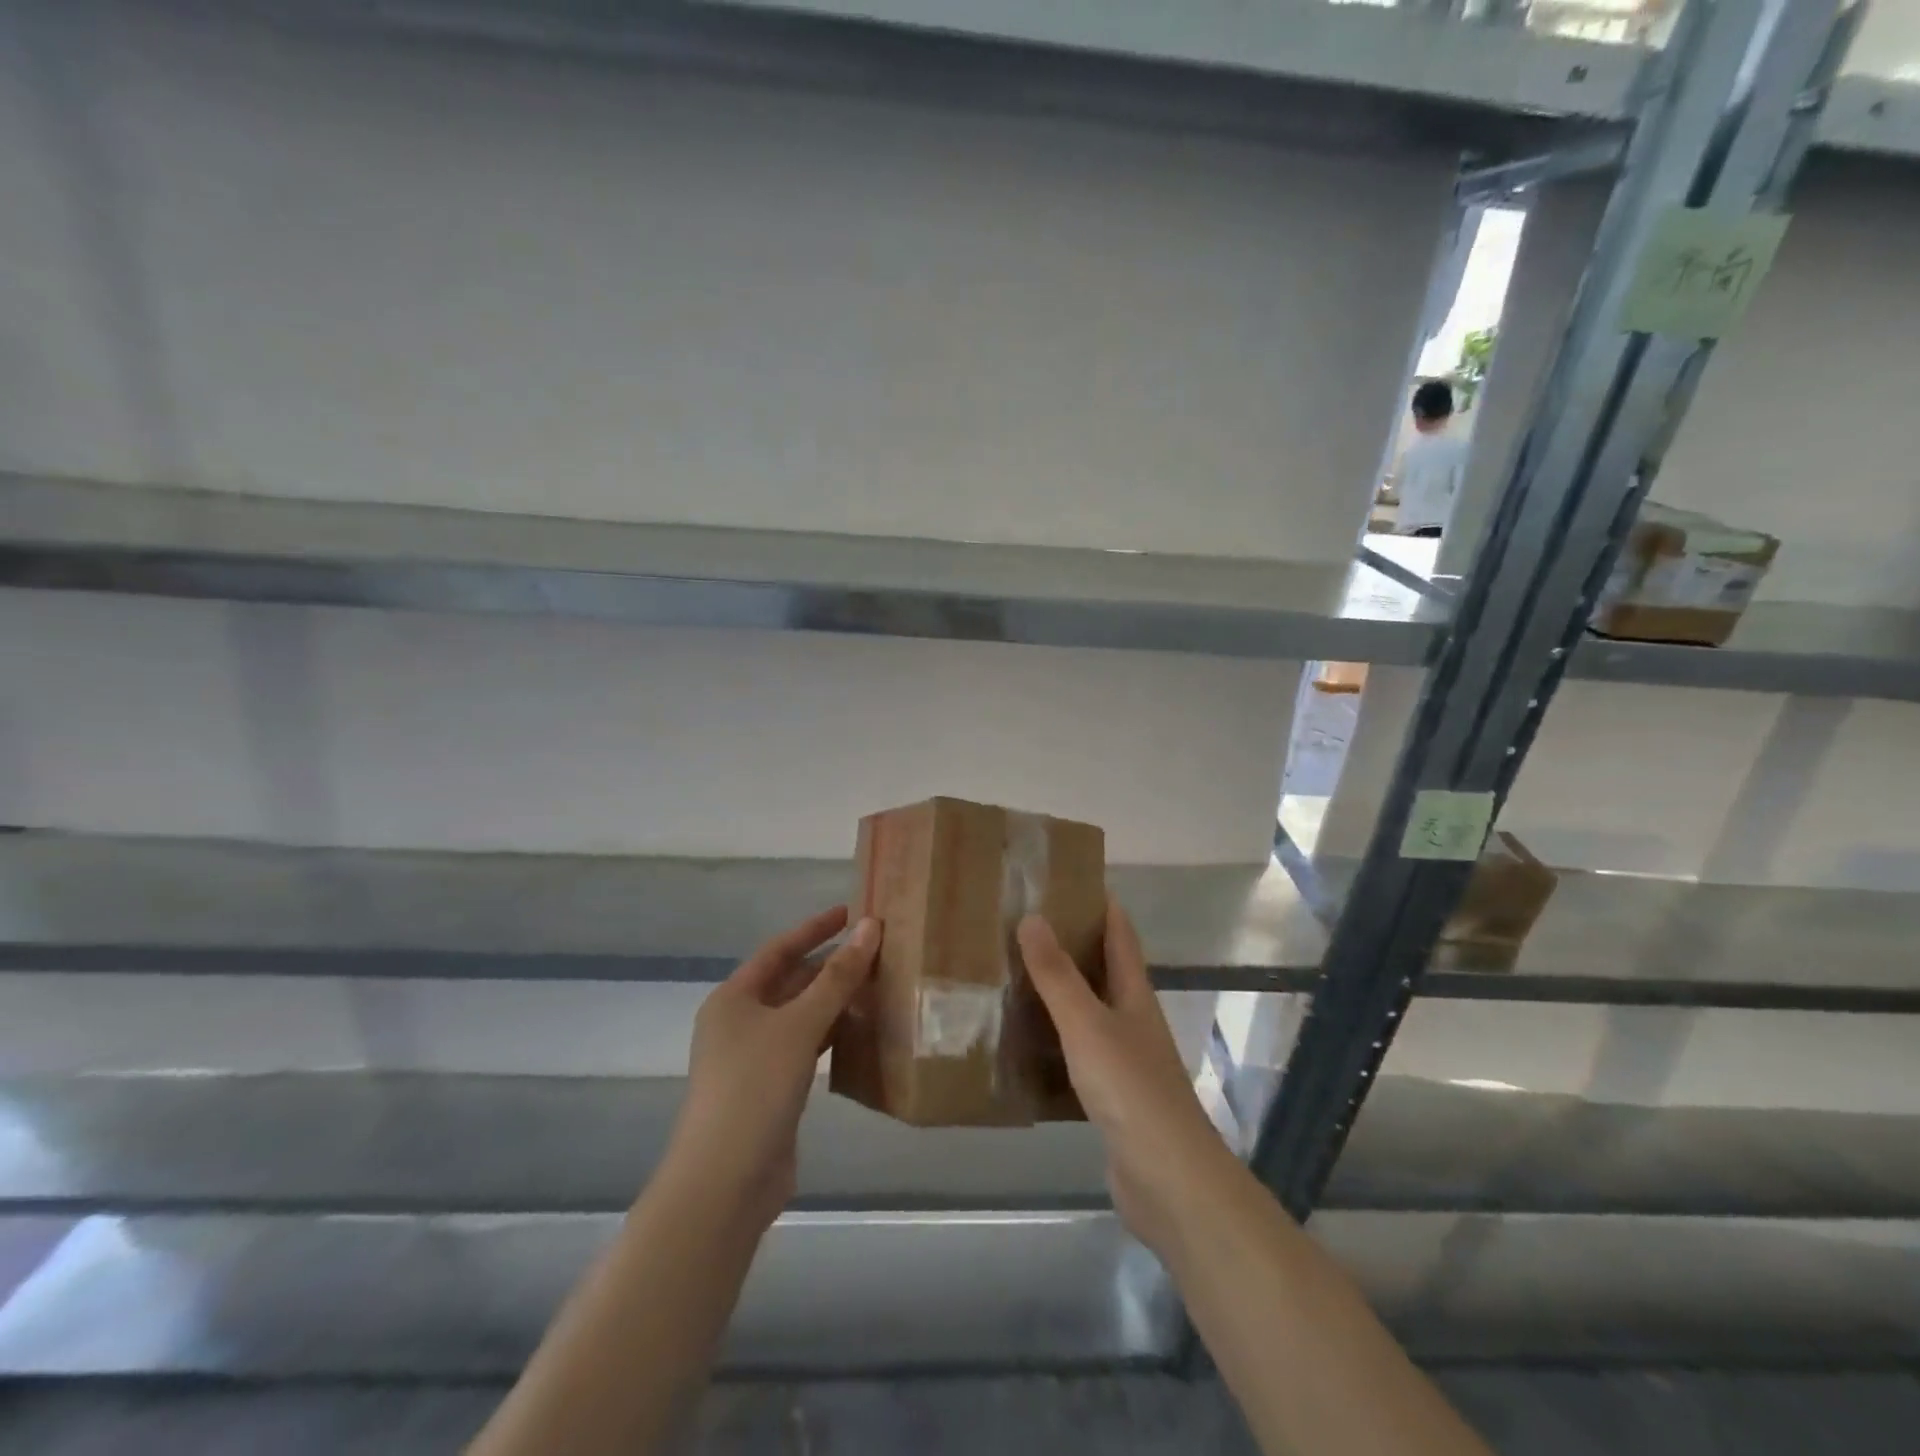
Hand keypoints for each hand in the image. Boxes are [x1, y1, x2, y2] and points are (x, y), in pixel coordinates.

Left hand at [667, 907, 880, 1228]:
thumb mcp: (800, 1025)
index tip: (852, 912)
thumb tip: (871, 927)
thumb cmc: (755, 1088)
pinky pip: (807, 1046)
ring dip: (835, 1001)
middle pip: (791, 981)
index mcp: (734, 998)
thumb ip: (837, 978)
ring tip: (879, 985)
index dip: (816, 928)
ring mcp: (754, 1058)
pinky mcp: (772, 1088)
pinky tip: (862, 1031)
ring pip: (801, 1015)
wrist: (725, 1183)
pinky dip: (832, 1035)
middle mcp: (740, 1022)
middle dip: (831, 966)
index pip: (780, 949)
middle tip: (878, 950)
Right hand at [1018, 902, 1230, 1257]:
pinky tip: (1026, 1043)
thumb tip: (1032, 916)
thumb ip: (1058, 975)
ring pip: (1089, 1012)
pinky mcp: (1111, 1096)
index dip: (1101, 904)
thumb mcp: (1087, 1024)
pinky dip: (1054, 1039)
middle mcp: (1133, 1020)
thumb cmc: (1130, 1089)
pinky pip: (1077, 1053)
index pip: (1120, 935)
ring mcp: (1124, 1060)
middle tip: (1025, 925)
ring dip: (1060, 993)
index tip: (1068, 879)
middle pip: (1105, 970)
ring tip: (1016, 975)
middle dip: (1072, 945)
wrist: (1166, 1179)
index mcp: (1134, 994)